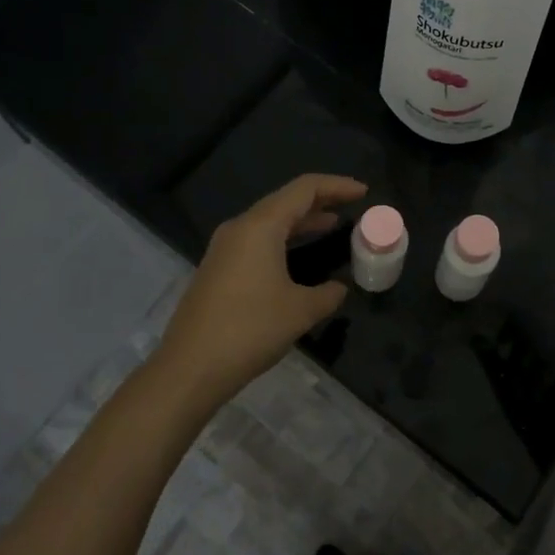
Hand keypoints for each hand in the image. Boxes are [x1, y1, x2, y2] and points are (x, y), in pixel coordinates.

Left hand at [154, 174, 366, 413]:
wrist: (190, 368)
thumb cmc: (250, 330)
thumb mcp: (301, 311)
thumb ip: (327, 294)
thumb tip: (338, 288)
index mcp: (260, 226)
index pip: (304, 189)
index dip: (337, 186)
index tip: (364, 192)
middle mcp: (240, 228)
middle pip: (285, 200)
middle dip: (320, 200)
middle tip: (352, 205)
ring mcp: (224, 249)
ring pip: (269, 221)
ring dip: (301, 221)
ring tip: (332, 225)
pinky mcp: (218, 270)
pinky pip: (257, 240)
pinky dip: (283, 239)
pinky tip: (298, 256)